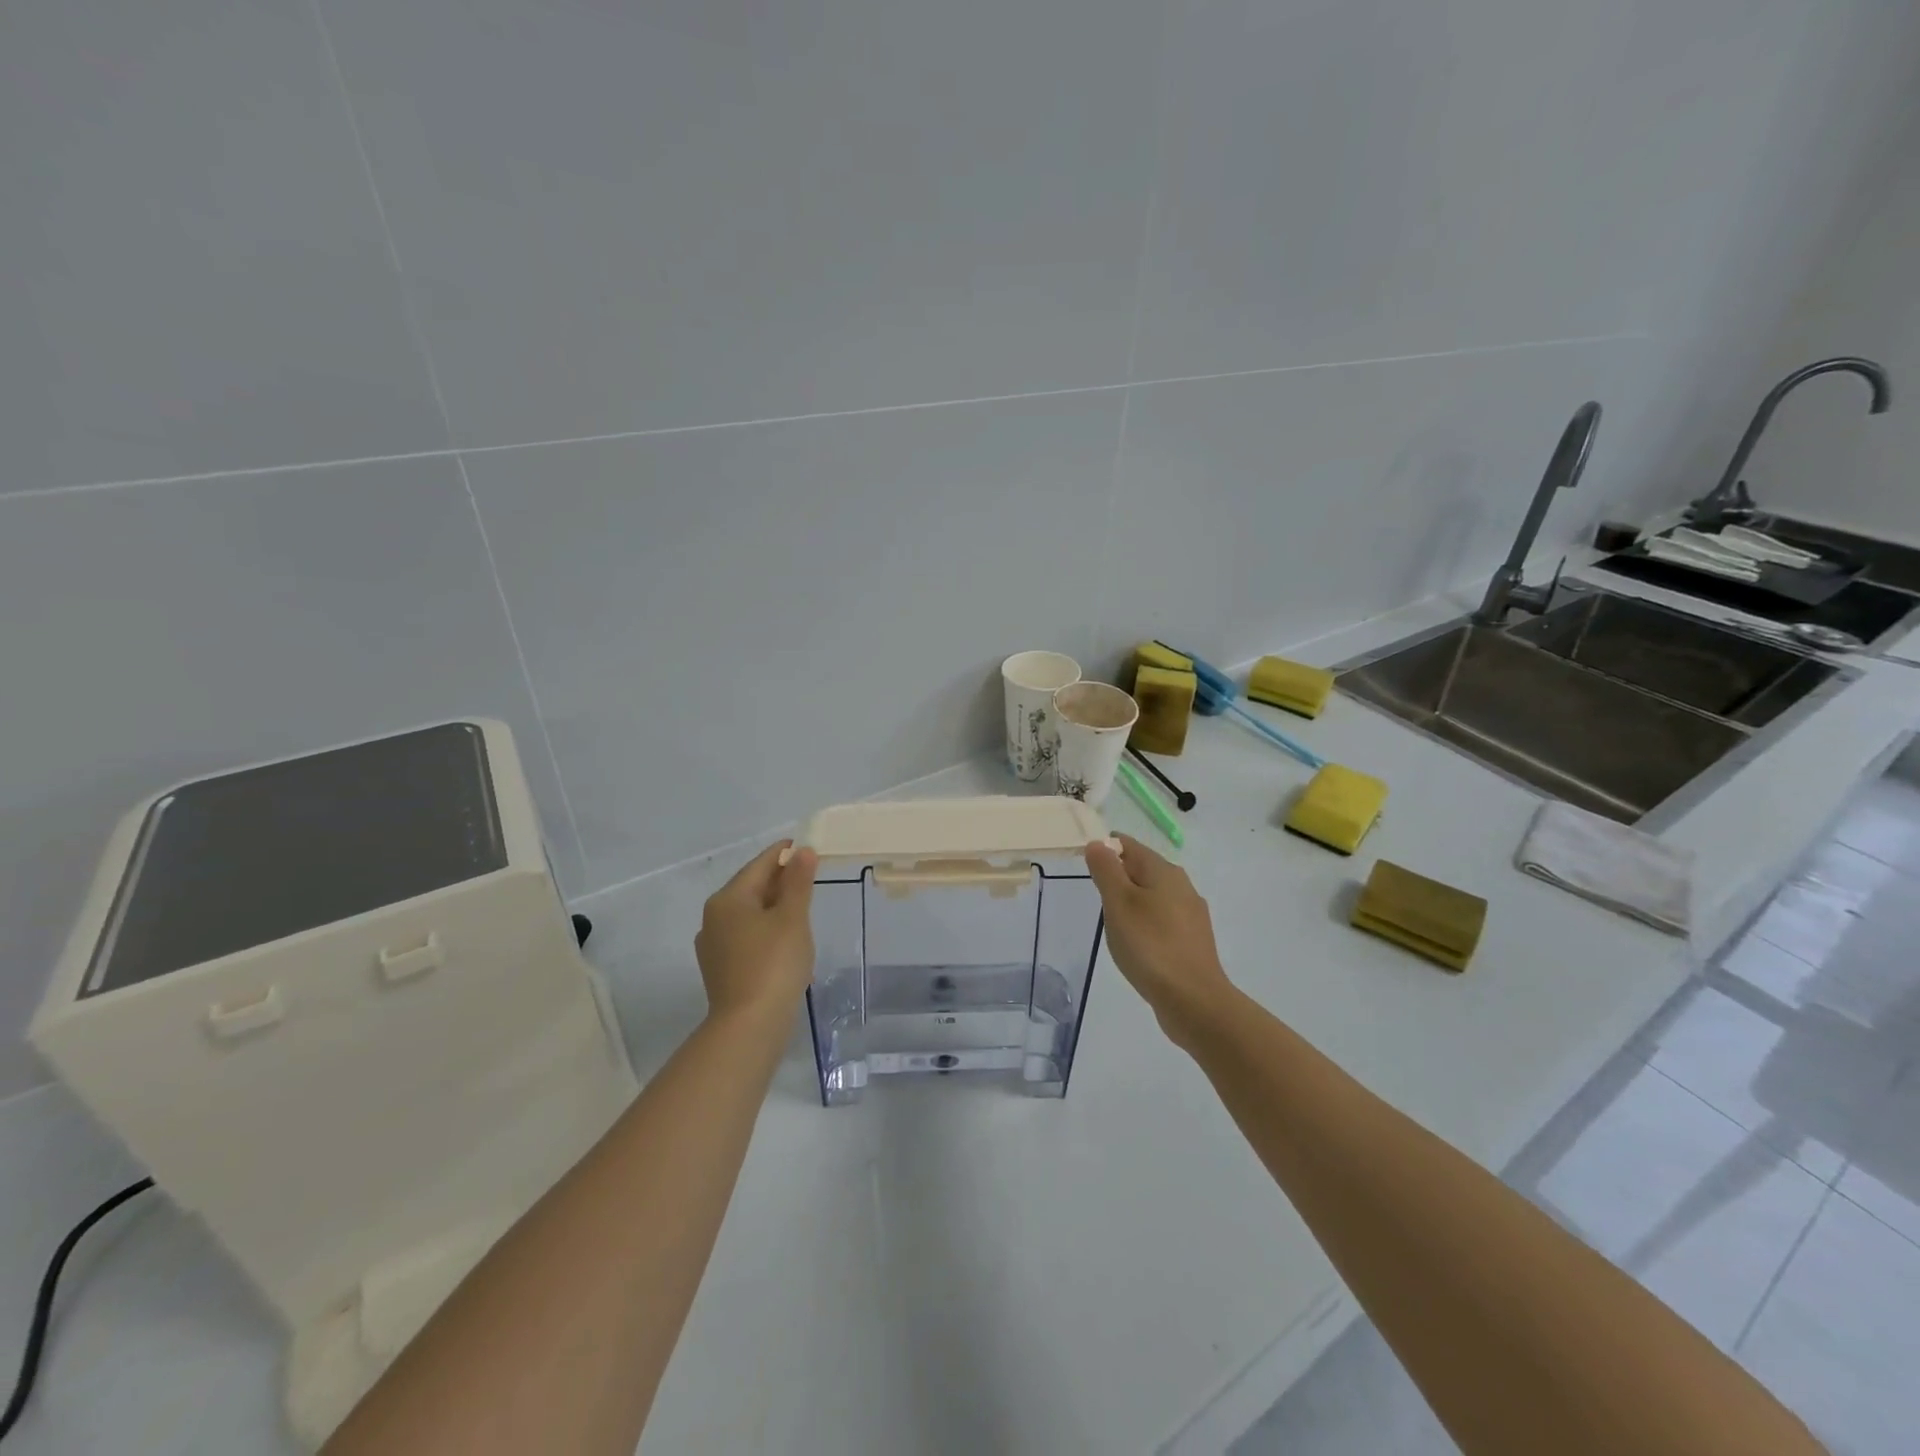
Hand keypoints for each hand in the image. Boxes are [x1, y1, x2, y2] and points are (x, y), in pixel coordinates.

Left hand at [695, 841, 818, 1020]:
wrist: (750, 1026)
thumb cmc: (773, 964)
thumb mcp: (793, 917)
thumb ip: (798, 882)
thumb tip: (802, 851)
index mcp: (728, 899)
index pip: (760, 865)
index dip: (785, 854)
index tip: (807, 847)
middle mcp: (714, 917)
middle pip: (751, 888)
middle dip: (780, 881)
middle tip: (810, 877)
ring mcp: (714, 945)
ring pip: (749, 914)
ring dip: (774, 907)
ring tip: (802, 908)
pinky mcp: (721, 969)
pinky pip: (746, 937)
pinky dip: (766, 930)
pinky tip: (785, 941)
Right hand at [1085, 834, 1234, 1043]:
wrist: (1194, 1000)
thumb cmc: (1150, 946)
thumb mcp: (1119, 903)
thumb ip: (1106, 870)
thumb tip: (1098, 843)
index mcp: (1164, 871)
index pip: (1129, 846)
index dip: (1105, 849)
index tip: (1085, 866)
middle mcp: (1182, 885)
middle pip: (1143, 869)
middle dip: (1118, 876)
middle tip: (1096, 895)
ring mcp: (1191, 914)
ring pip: (1154, 895)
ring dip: (1132, 901)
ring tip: (1113, 921)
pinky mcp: (1193, 940)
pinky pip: (1163, 919)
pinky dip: (1146, 922)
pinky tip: (1137, 943)